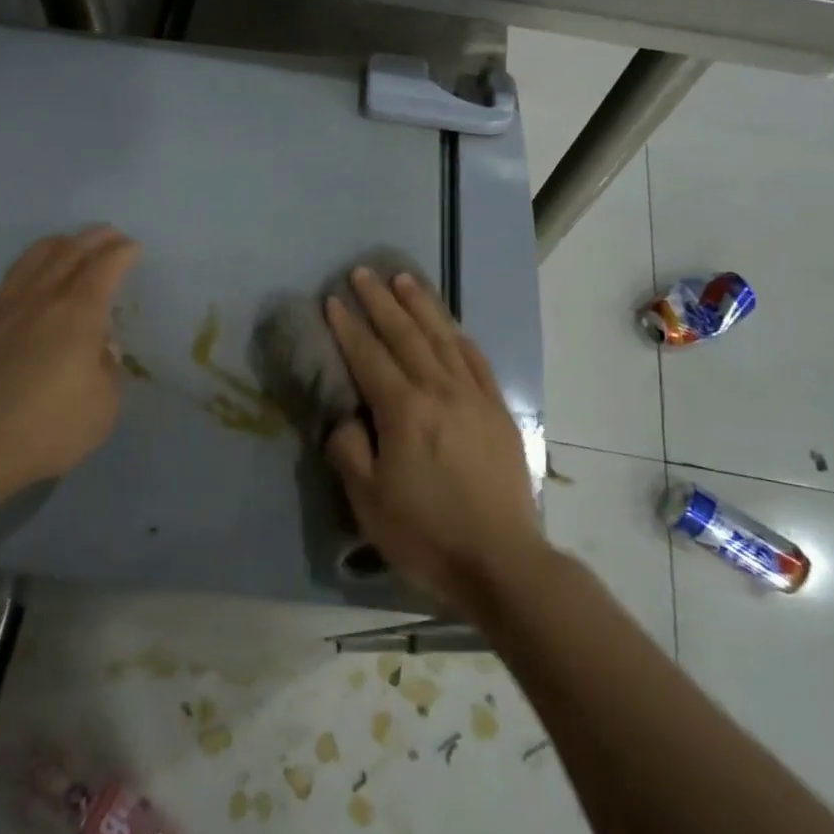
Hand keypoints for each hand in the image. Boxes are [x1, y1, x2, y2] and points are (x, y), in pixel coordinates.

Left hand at [0, 226, 140, 492]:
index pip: (104, 268)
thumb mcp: (103, 407)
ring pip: (23, 267)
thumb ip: (107, 371)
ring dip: (47, 249)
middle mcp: (38, 302)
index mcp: (78, 314)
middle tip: (106, 232)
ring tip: (60, 243)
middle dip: (91, 239)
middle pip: (66, 255)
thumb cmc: (48, 428)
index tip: (132, 246)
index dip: (121, 253)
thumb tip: (101, 349)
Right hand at [323, 267, 545, 612]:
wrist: (501, 561)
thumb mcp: (368, 500)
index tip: (332, 299)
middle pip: (405, 335)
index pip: (369, 357)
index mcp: (404, 411)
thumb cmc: (426, 533)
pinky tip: (449, 324)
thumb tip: (348, 418)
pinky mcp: (498, 410)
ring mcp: (474, 396)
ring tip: (403, 279)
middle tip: (362, 272)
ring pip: (442, 337)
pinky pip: (475, 359)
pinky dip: (457, 335)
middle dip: (380, 301)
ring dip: (420, 305)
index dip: (348, 327)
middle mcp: (440, 391)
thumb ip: (350, 450)